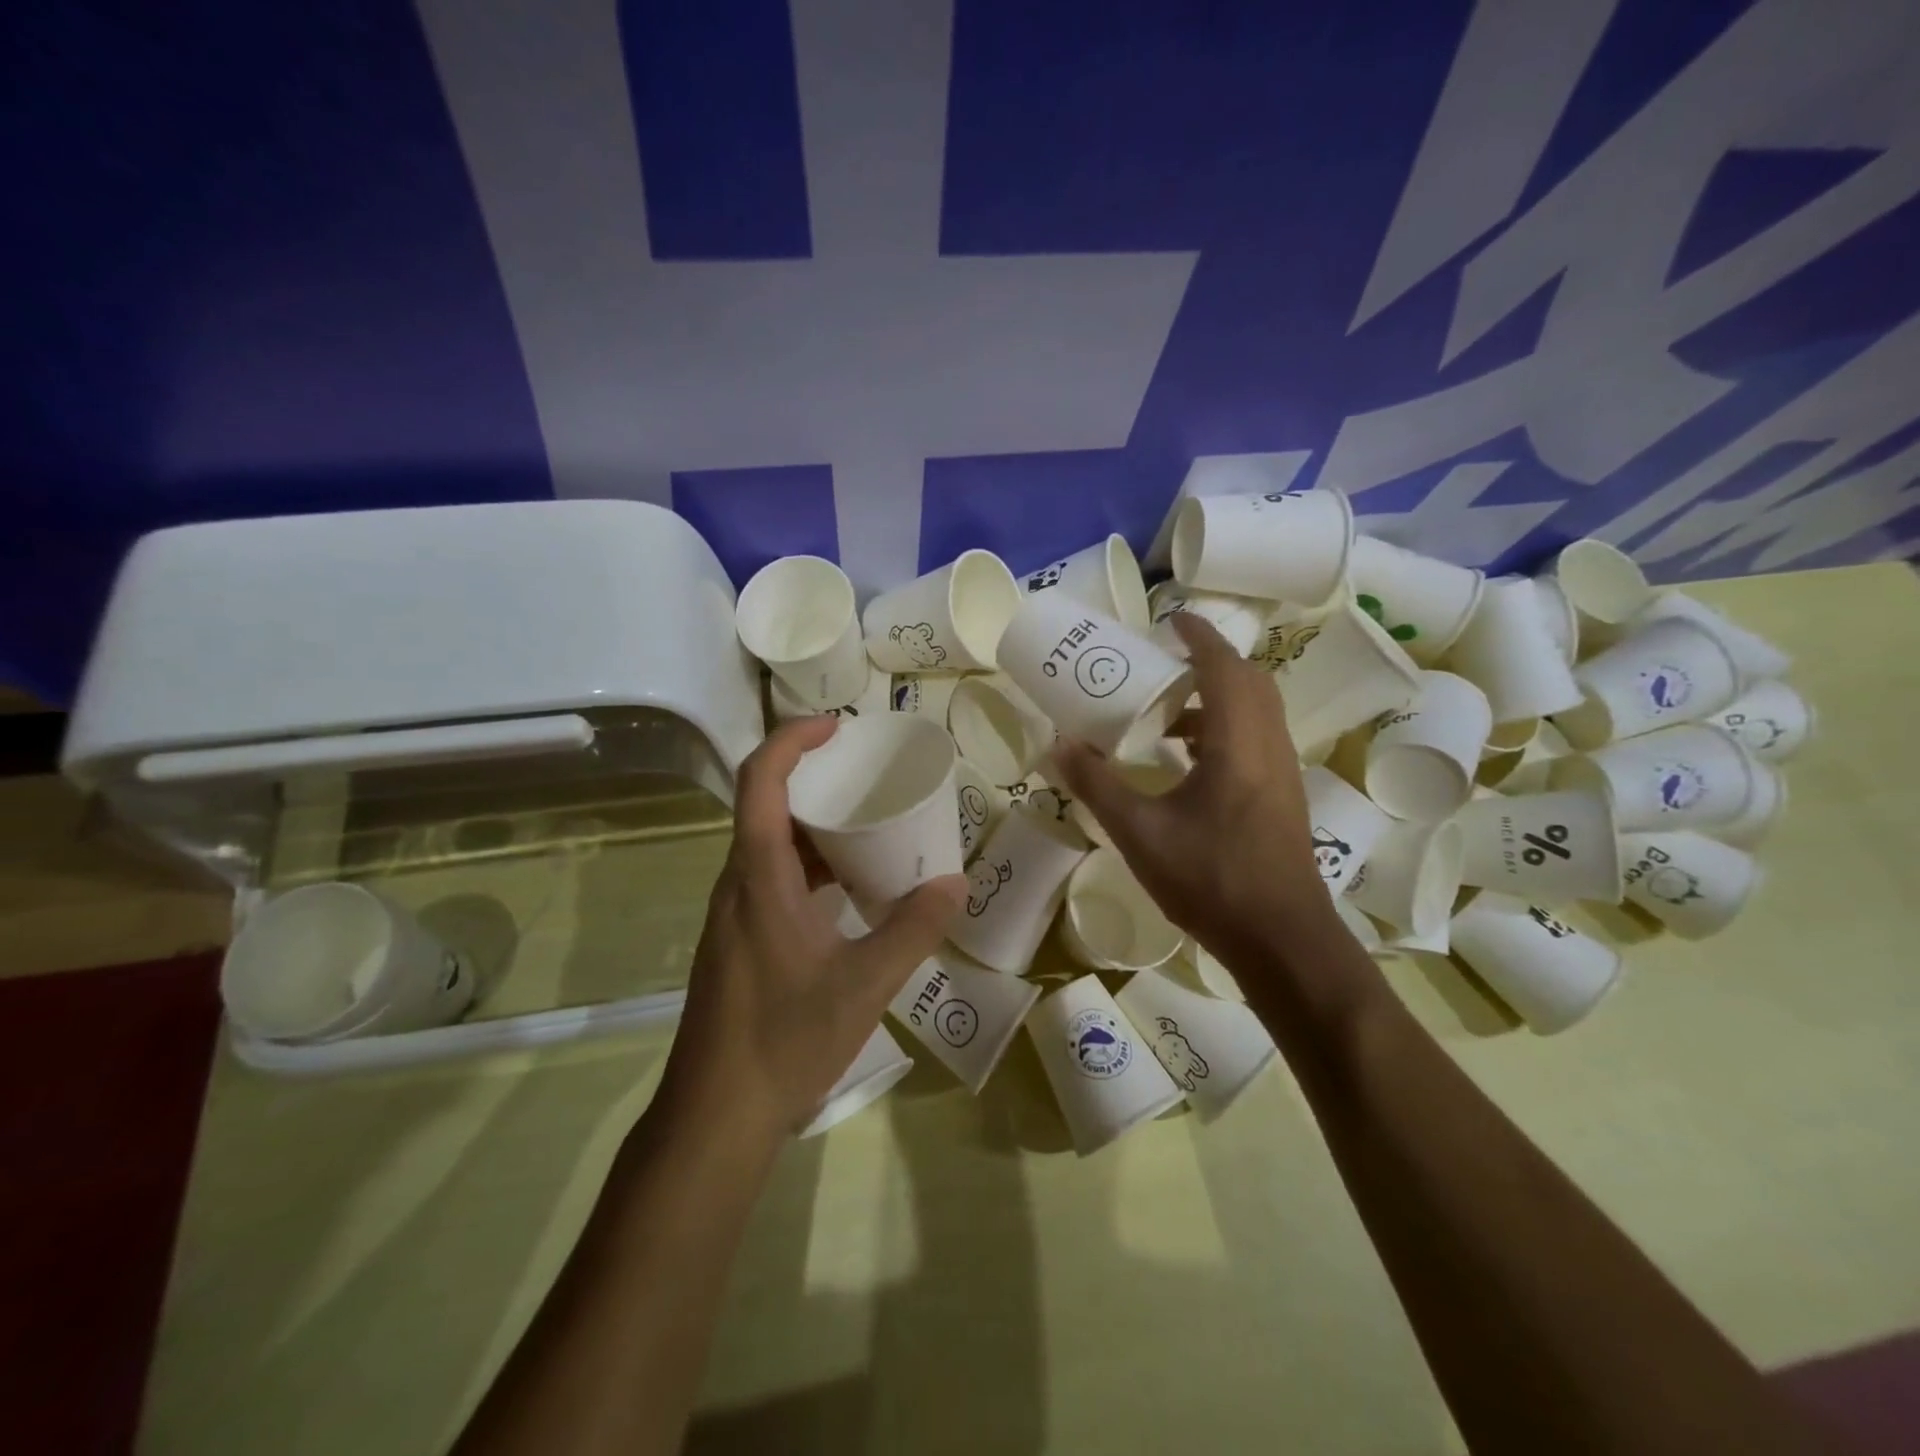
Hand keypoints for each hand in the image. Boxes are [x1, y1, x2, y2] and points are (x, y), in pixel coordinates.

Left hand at [658, 718, 965, 1145]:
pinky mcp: (741, 942)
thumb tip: (955, 883)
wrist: (715, 1118)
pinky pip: (775, 881)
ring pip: (772, 848)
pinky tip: (851, 891)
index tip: (837, 728)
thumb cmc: (783, 1040)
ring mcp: (736, 915)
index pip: (761, 781)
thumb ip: (912, 929)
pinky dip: (812, 868)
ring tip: (871, 828)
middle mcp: (738, 884)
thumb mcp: (863, 984)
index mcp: (758, 877)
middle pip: (768, 807)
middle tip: (870, 777)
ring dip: (817, 828)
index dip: (792, 741)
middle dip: (816, 780)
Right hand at [1049, 613, 1336, 964]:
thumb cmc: (1212, 879)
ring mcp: (1281, 772)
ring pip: (1255, 711)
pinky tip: (1187, 760)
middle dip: (1208, 662)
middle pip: (1248, 680)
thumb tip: (1058, 745)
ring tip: (1166, 713)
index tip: (1170, 619)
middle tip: (1163, 664)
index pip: (1223, 666)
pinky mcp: (1282, 796)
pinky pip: (1255, 738)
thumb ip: (1097, 785)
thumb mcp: (1140, 832)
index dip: (1198, 636)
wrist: (1282, 940)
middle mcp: (1267, 745)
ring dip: (1216, 697)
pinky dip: (1223, 729)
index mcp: (1238, 741)